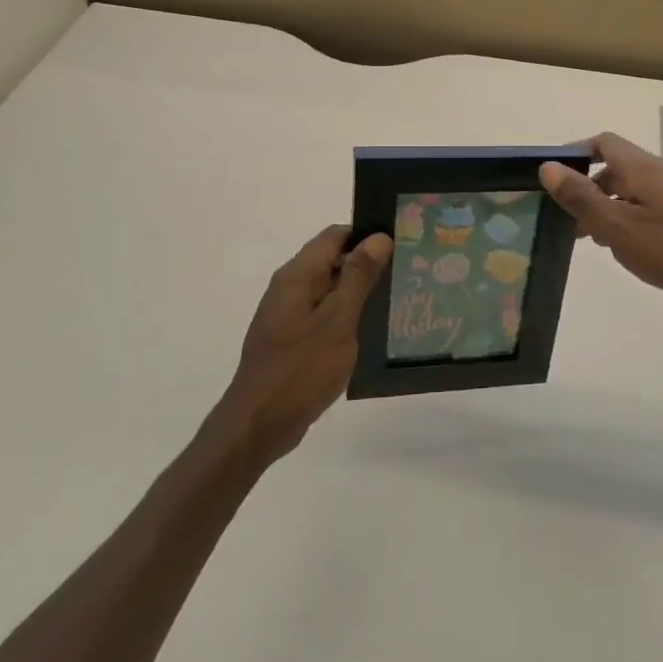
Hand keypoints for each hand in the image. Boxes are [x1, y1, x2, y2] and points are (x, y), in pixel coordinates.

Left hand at [217, 225, 391, 461]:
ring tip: (394, 301)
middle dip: (367, 264)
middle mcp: (289, 287)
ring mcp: (287, 314)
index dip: (367, 237)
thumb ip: (358, 277)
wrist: (258, 426)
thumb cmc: (301, 370)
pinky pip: (322, 314)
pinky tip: (367, 332)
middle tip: (405, 275)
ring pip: (329, 289)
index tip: (400, 247)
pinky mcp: (290, 339)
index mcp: (297, 275)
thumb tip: (379, 237)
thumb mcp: (338, 320)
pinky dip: (344, 316)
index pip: (336, 235)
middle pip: (332, 259)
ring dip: (357, 292)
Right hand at [540, 133, 662, 324]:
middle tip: (565, 215)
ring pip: (628, 191)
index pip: (603, 142)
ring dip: (604, 206)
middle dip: (586, 186)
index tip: (553, 177)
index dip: (576, 153)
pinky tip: (620, 247)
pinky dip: (624, 220)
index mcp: (642, 169)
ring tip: (587, 236)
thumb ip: (581, 196)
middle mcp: (658, 175)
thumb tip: (548, 167)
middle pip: (614, 168)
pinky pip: (643, 209)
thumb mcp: (617, 226)